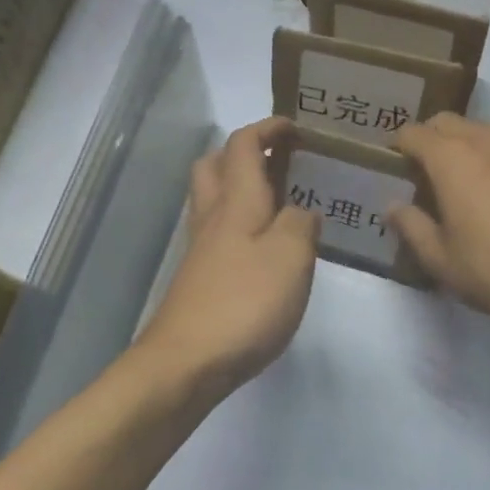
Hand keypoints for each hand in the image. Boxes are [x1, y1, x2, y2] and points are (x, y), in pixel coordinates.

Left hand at [136, 118, 320, 399]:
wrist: (187, 361)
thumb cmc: (245, 302)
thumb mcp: (291, 256)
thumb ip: (302, 224)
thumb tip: (301, 211)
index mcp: (236, 201)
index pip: (243, 145)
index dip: (267, 128)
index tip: (296, 128)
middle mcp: (212, 218)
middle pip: (214, 166)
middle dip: (243, 153)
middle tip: (281, 162)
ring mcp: (201, 251)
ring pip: (213, 200)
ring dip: (240, 188)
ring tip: (280, 202)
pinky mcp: (200, 280)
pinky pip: (219, 234)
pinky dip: (241, 226)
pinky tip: (266, 249)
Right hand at [391, 114, 489, 341]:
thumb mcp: (439, 257)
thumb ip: (410, 225)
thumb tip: (394, 207)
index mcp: (451, 158)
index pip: (412, 133)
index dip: (396, 149)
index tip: (392, 171)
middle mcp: (484, 140)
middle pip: (444, 122)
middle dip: (427, 140)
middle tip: (420, 176)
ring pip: (476, 128)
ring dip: (459, 144)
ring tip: (456, 181)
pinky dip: (487, 154)